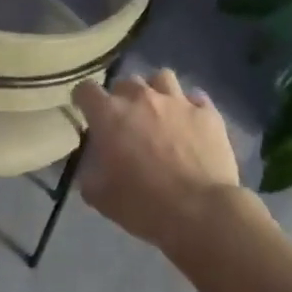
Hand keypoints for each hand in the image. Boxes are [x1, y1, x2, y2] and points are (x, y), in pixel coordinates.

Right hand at [73, 69, 242, 252]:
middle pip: (125, 81)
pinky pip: (195, 98)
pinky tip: (189, 122)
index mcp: (110, 115)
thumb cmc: (142, 204)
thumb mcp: (99, 196)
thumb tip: (91, 166)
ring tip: (158, 111)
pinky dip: (189, 107)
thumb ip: (89, 173)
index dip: (83, 99)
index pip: (86, 90)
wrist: (200, 212)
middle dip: (121, 97)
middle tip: (125, 120)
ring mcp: (178, 102)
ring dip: (155, 91)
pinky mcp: (208, 113)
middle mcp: (142, 98)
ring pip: (161, 78)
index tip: (85, 112)